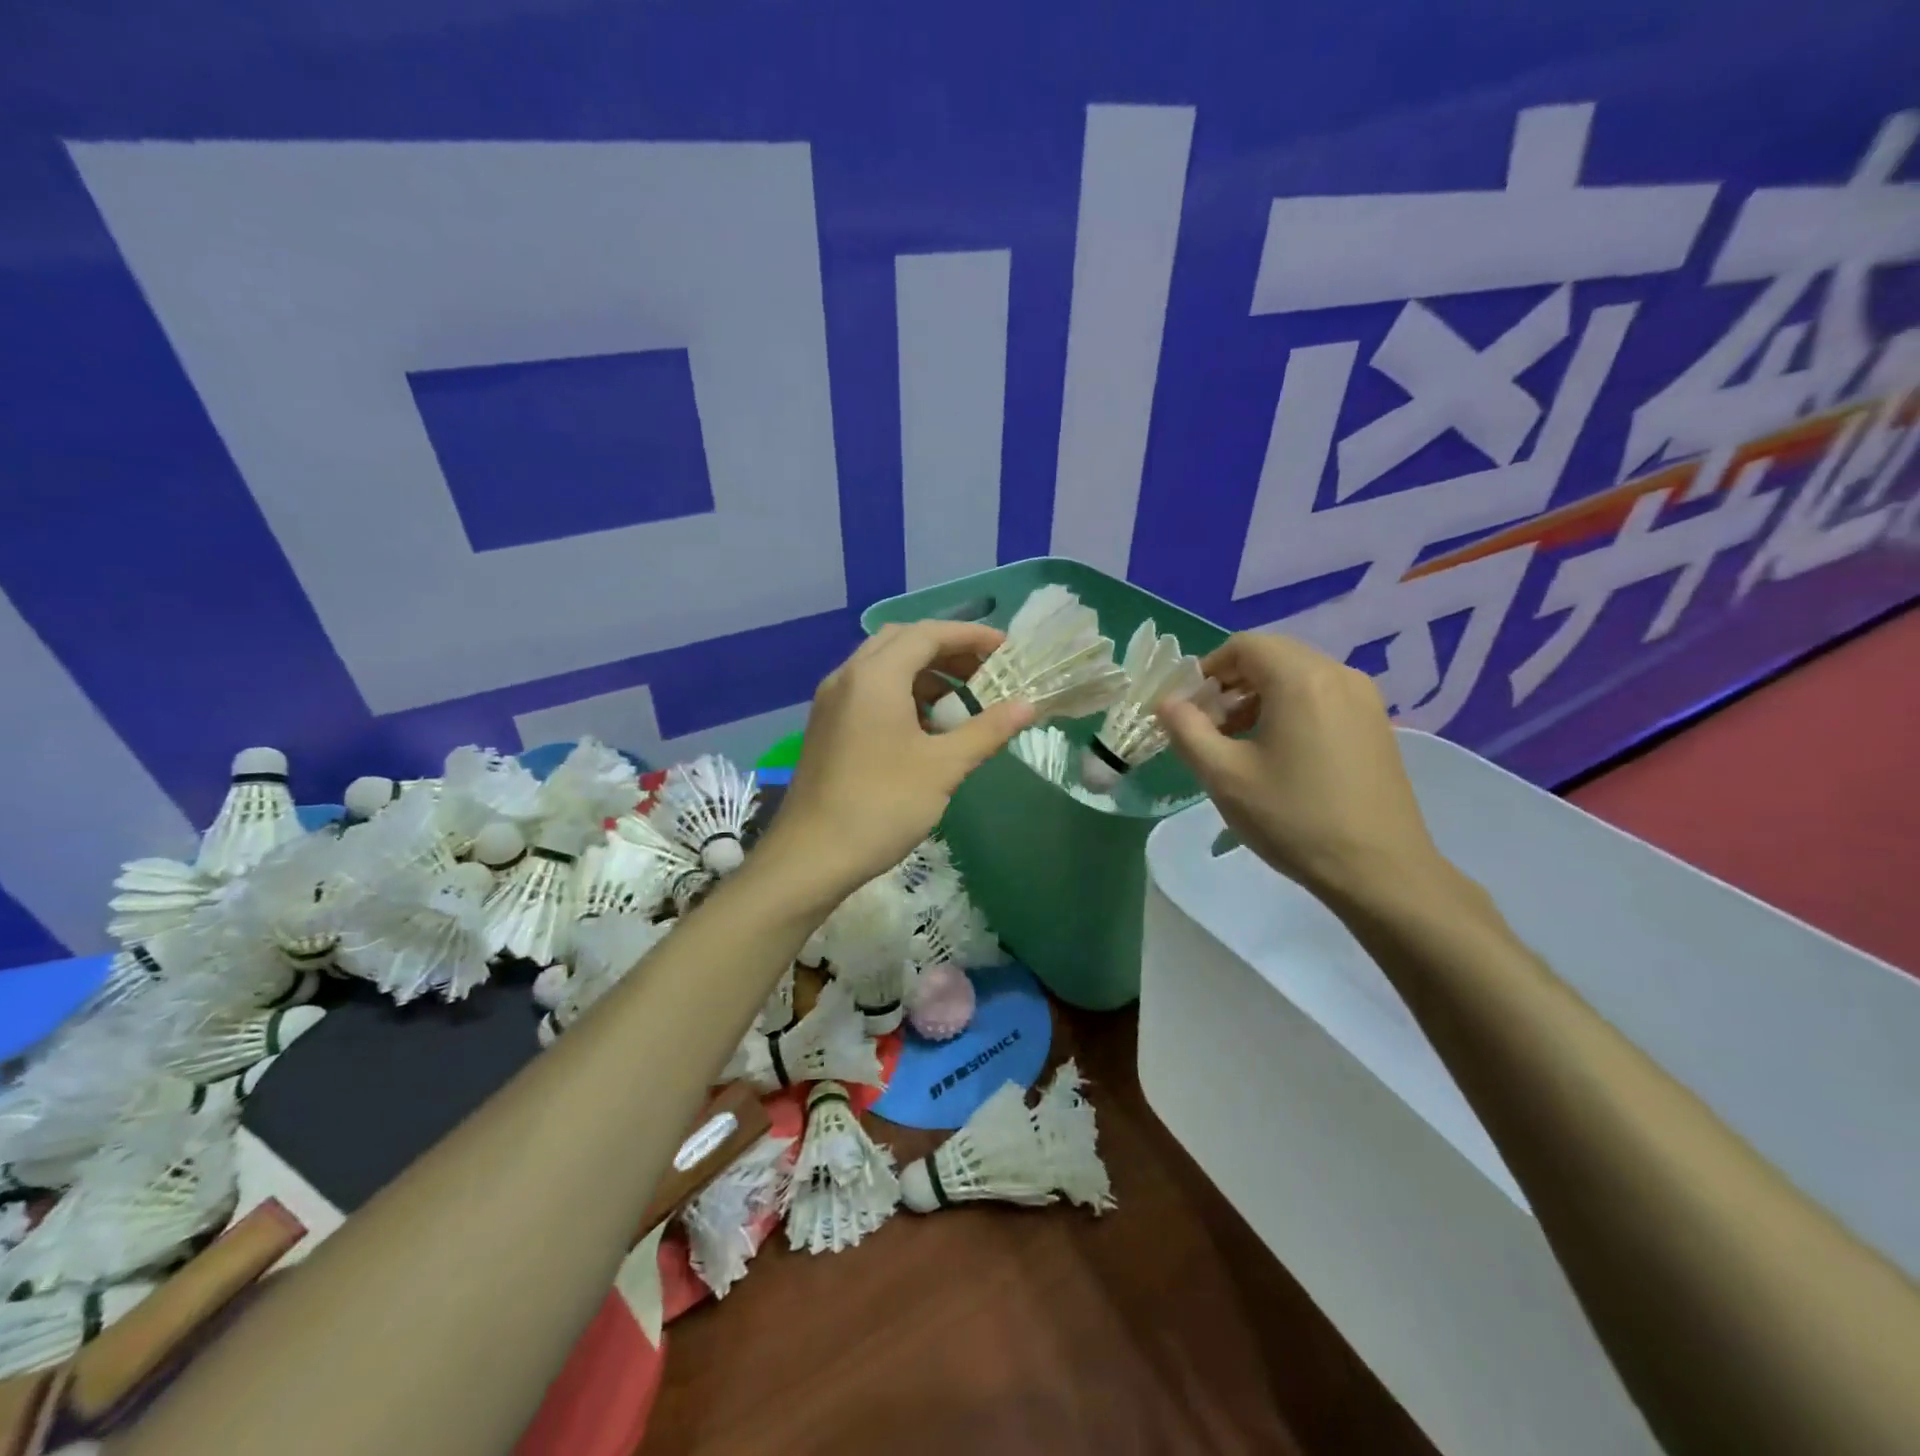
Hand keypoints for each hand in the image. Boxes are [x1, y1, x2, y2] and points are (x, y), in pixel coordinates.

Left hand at [765, 621, 1033, 899]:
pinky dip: (901, 694)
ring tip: (960, 701)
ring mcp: (831, 701)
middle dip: (947, 651)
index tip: (1006, 649)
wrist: (811, 856)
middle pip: (902, 642)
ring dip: (923, 673)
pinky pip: (868, 690)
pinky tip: (924, 727)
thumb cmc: (882, 805)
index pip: (927, 634)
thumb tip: (1029, 705)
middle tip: (984, 672)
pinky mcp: (826, 725)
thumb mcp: (943, 767)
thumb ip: (987, 730)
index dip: (971, 636)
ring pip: (883, 666)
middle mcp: (848, 677)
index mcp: (875, 676)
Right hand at [1156, 632, 1447, 901]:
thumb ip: (1186, 730)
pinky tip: (1280, 754)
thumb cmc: (1294, 818)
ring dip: (1260, 698)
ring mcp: (1365, 699)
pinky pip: (1323, 696)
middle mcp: (1338, 675)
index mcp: (1300, 679)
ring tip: (1239, 744)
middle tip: (1209, 728)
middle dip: (1232, 684)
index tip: (1189, 709)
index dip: (1208, 670)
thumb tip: (1167, 703)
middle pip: (1273, 656)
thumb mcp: (1224, 776)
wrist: (1379, 870)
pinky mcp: (1376, 724)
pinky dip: (1291, 709)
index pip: (1244, 645)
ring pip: (1298, 676)